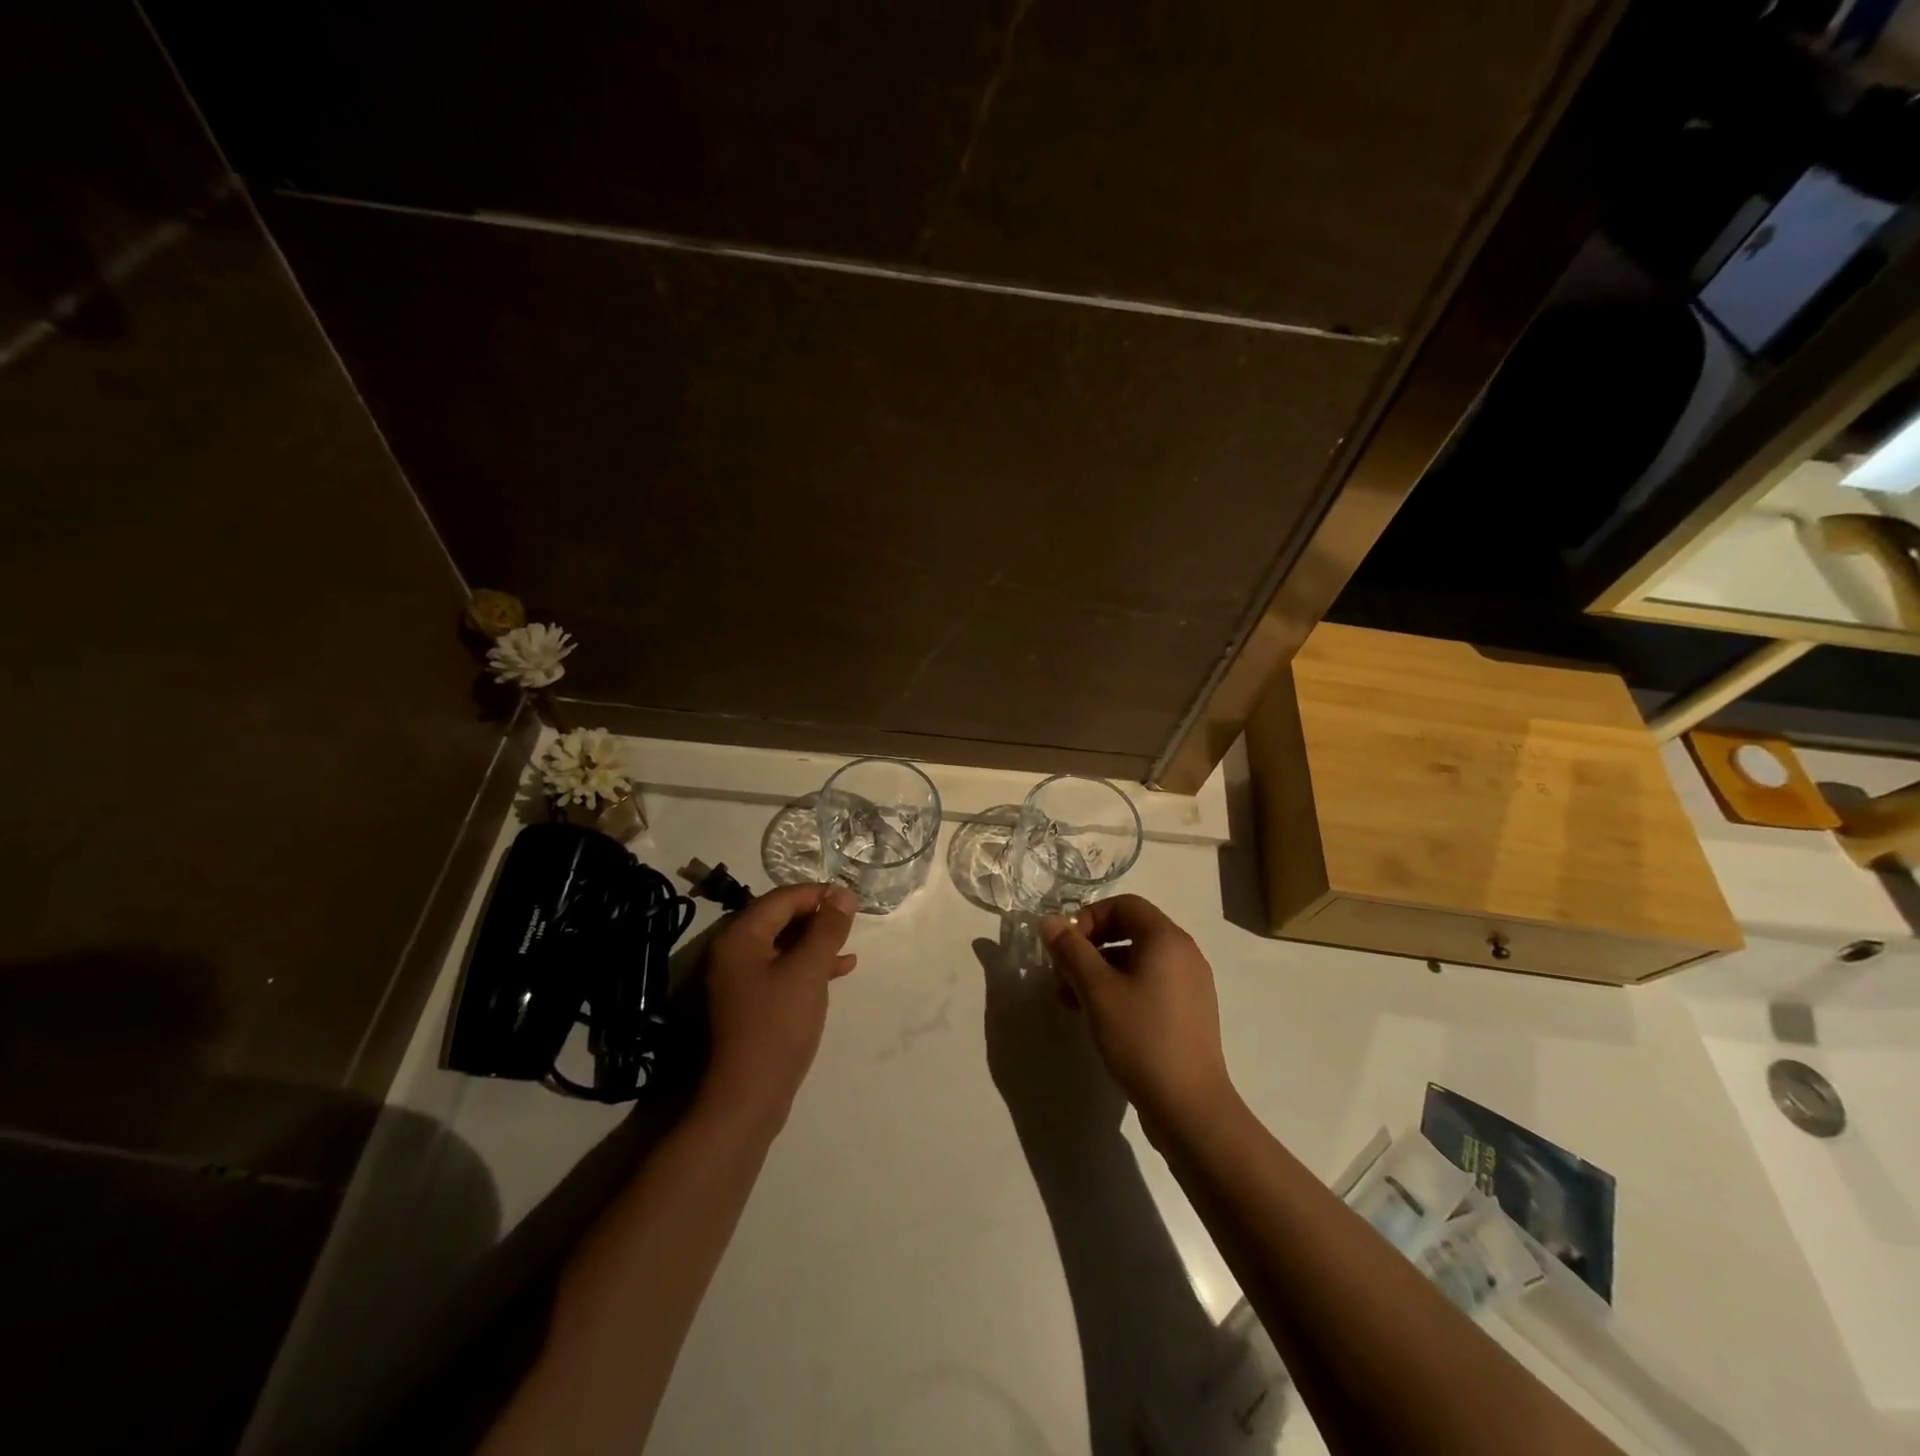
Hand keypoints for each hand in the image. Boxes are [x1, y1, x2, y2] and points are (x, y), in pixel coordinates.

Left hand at [700, 883, 858, 1127]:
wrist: (746, 1099)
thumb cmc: (777, 1026)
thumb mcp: (809, 971)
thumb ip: (827, 929)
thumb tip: (842, 894)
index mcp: (740, 937)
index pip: (781, 898)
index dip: (817, 893)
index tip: (850, 898)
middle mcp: (732, 952)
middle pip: (779, 919)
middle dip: (816, 917)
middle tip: (850, 920)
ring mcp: (737, 980)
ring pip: (782, 946)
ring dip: (815, 942)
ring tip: (849, 944)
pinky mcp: (748, 1004)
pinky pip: (781, 971)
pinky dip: (808, 967)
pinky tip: (839, 971)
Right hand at [1040, 895, 1237, 1134]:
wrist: (1190, 1107)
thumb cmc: (1141, 1037)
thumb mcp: (1096, 990)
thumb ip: (1071, 950)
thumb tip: (1050, 921)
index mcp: (1166, 939)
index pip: (1124, 905)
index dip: (1089, 917)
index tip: (1064, 946)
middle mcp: (1184, 954)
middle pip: (1130, 931)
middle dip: (1089, 948)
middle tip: (1060, 975)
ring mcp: (1191, 985)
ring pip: (1136, 961)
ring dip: (1099, 972)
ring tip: (1070, 1001)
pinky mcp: (1189, 1013)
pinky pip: (1149, 985)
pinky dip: (1120, 990)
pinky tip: (1098, 1018)